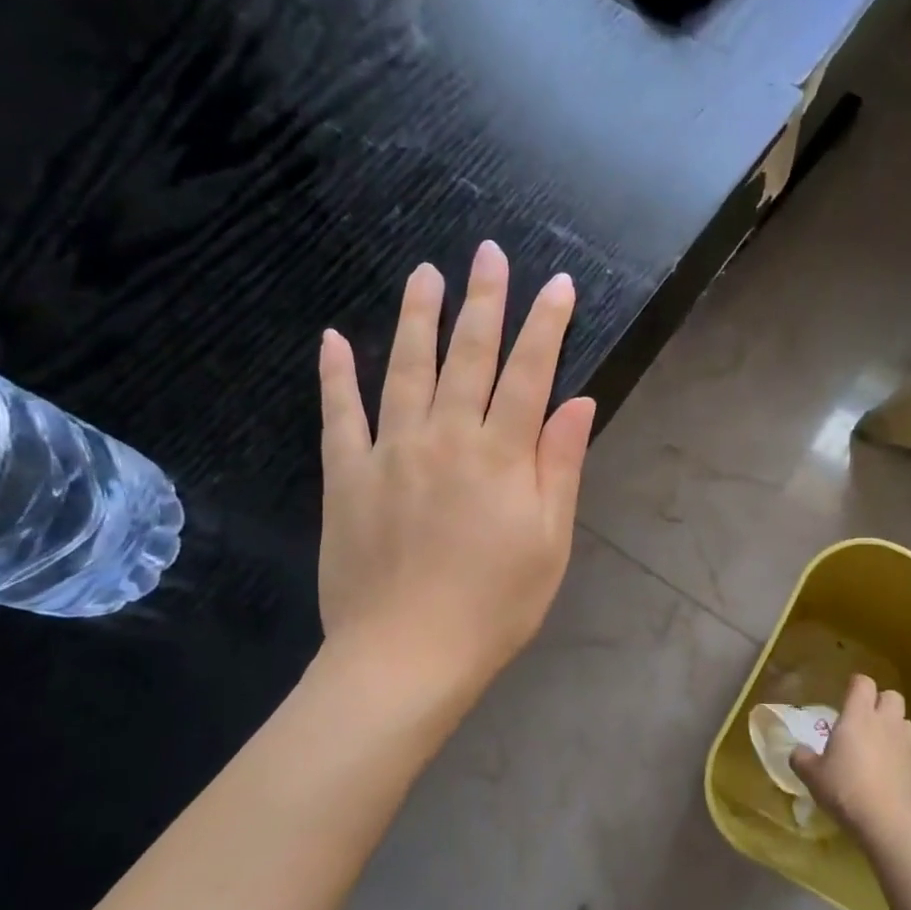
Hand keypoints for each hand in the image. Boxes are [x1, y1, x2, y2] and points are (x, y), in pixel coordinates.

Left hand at [316, 241, 594, 691]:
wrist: (406, 656)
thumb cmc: (494, 607)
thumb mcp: (549, 544)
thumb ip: (560, 468)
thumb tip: (578, 402)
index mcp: (501, 457)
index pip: (529, 374)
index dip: (545, 326)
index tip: (555, 283)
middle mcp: (445, 438)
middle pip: (468, 356)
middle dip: (483, 301)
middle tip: (488, 253)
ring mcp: (389, 453)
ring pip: (405, 370)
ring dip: (417, 318)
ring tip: (425, 274)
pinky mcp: (346, 477)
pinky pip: (339, 415)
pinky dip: (336, 375)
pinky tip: (333, 339)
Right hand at [790, 674, 910, 845]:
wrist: (890, 823)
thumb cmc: (845, 790)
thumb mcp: (812, 776)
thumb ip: (802, 758)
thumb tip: (797, 751)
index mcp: (859, 717)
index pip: (863, 683)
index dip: (856, 686)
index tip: (847, 696)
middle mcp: (887, 724)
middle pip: (892, 696)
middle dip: (881, 703)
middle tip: (865, 722)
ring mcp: (910, 746)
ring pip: (907, 724)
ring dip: (896, 730)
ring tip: (882, 750)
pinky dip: (905, 761)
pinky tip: (894, 780)